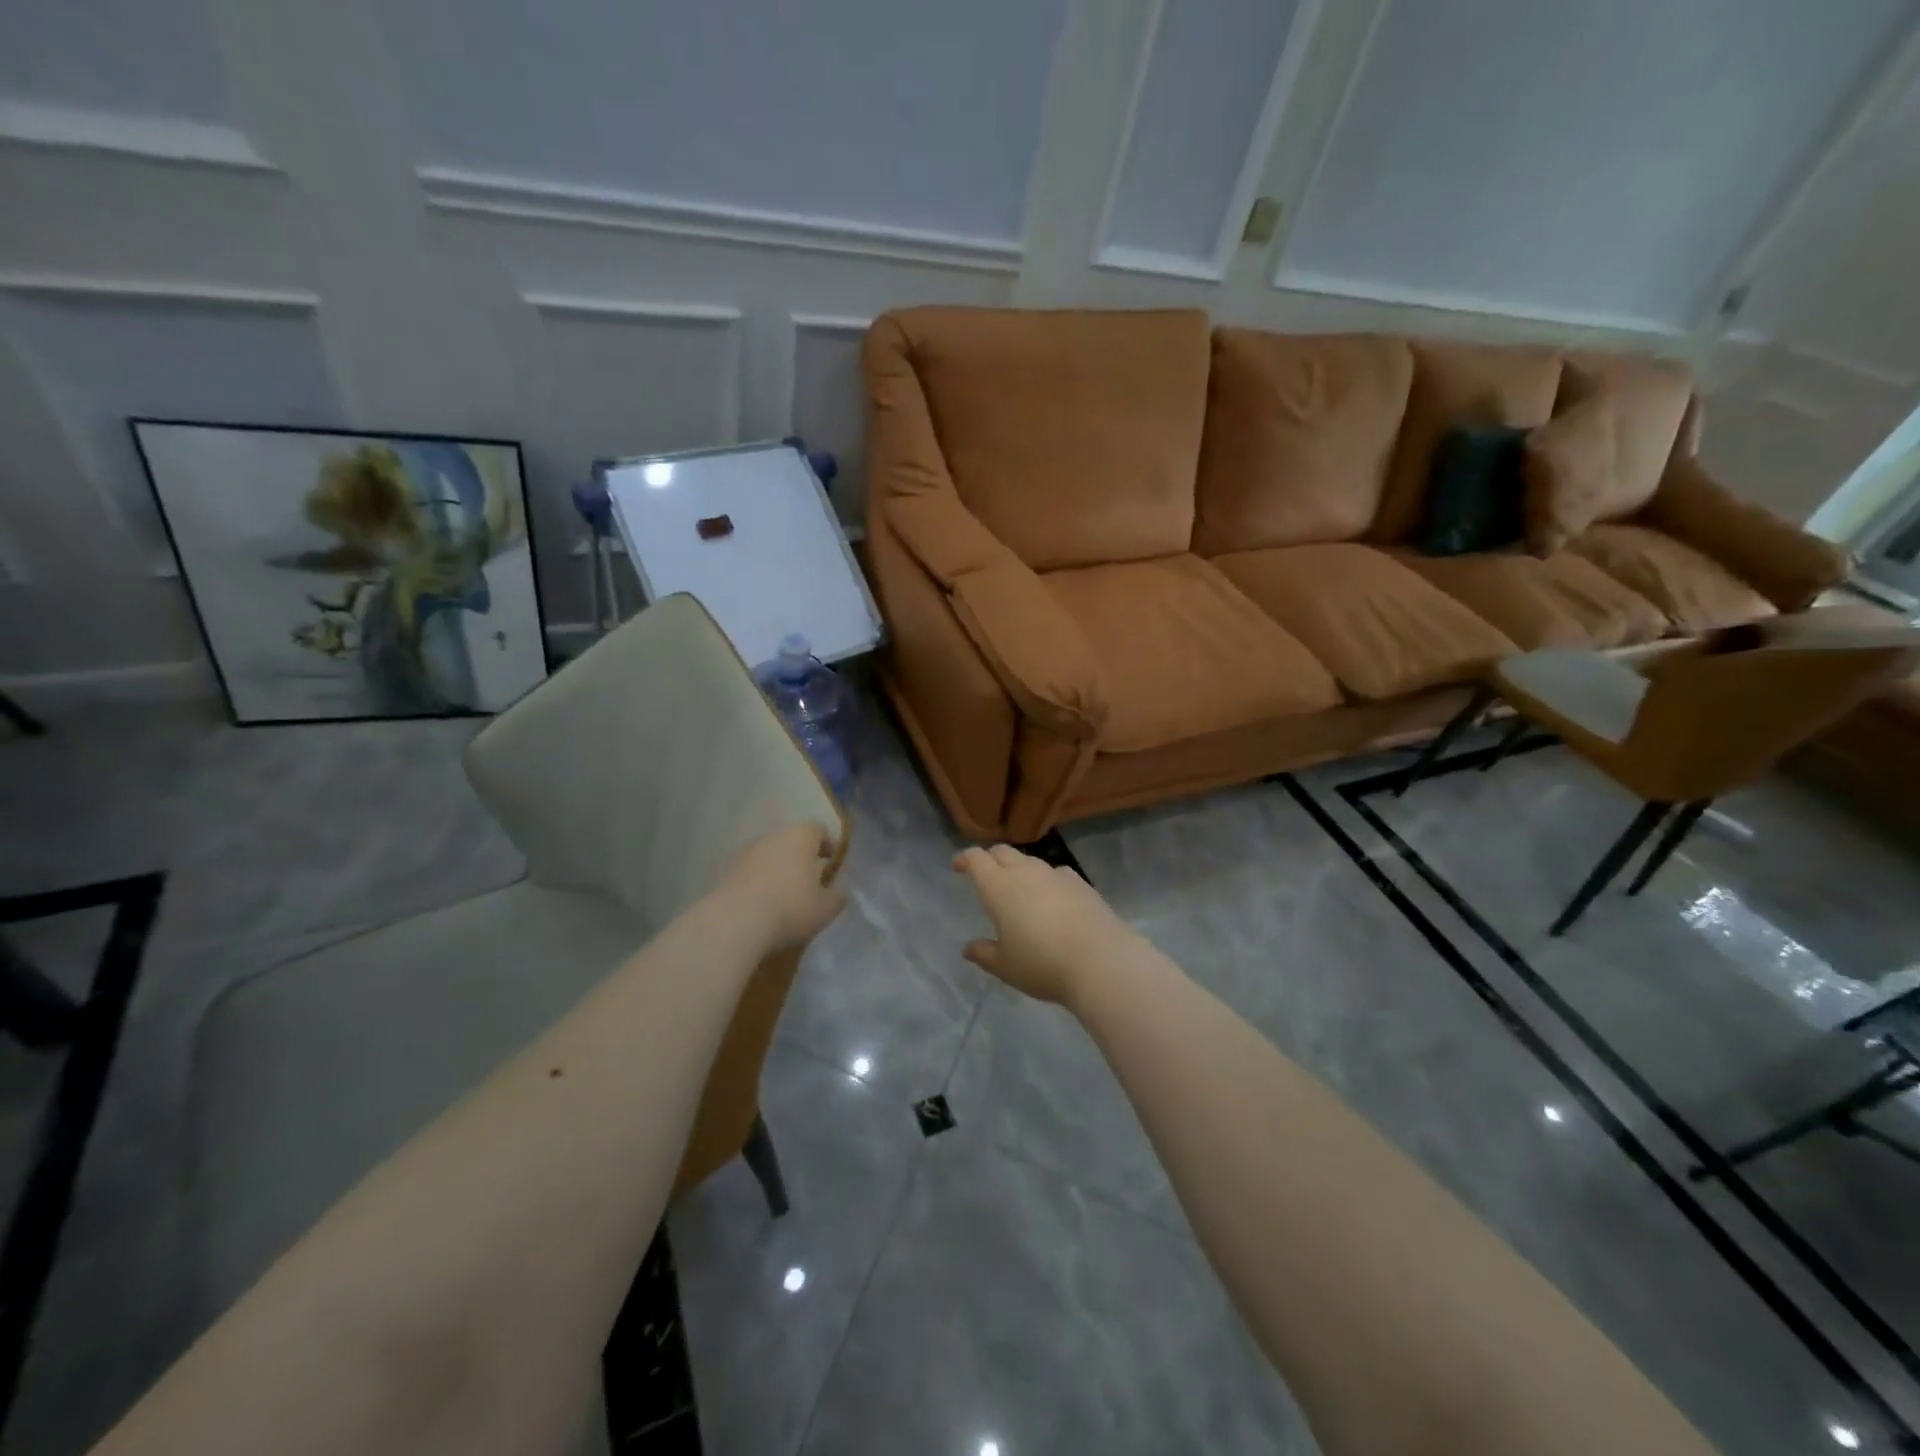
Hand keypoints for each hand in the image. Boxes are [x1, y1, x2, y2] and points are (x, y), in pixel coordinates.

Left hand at [712, 823, 846, 950]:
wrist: (734, 923)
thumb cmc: (791, 908)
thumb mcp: (826, 908)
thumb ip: (837, 895)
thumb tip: (837, 889)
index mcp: (801, 835)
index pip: (820, 830)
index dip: (828, 848)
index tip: (831, 869)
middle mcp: (773, 835)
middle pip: (793, 842)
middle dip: (802, 860)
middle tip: (809, 886)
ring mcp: (746, 851)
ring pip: (770, 857)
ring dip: (778, 871)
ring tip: (784, 899)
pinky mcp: (726, 871)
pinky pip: (751, 873)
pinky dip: (758, 884)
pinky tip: (761, 907)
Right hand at [951, 844, 1139, 1004]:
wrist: (1100, 960)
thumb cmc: (1042, 964)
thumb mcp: (1005, 966)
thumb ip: (984, 954)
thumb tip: (968, 948)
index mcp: (999, 887)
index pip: (977, 859)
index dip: (965, 859)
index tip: (959, 865)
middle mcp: (1026, 872)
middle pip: (1003, 853)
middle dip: (991, 858)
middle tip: (985, 872)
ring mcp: (1056, 874)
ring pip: (1031, 861)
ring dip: (1019, 868)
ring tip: (1019, 888)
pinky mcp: (1081, 883)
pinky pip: (1056, 873)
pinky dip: (1046, 880)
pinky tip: (1052, 897)